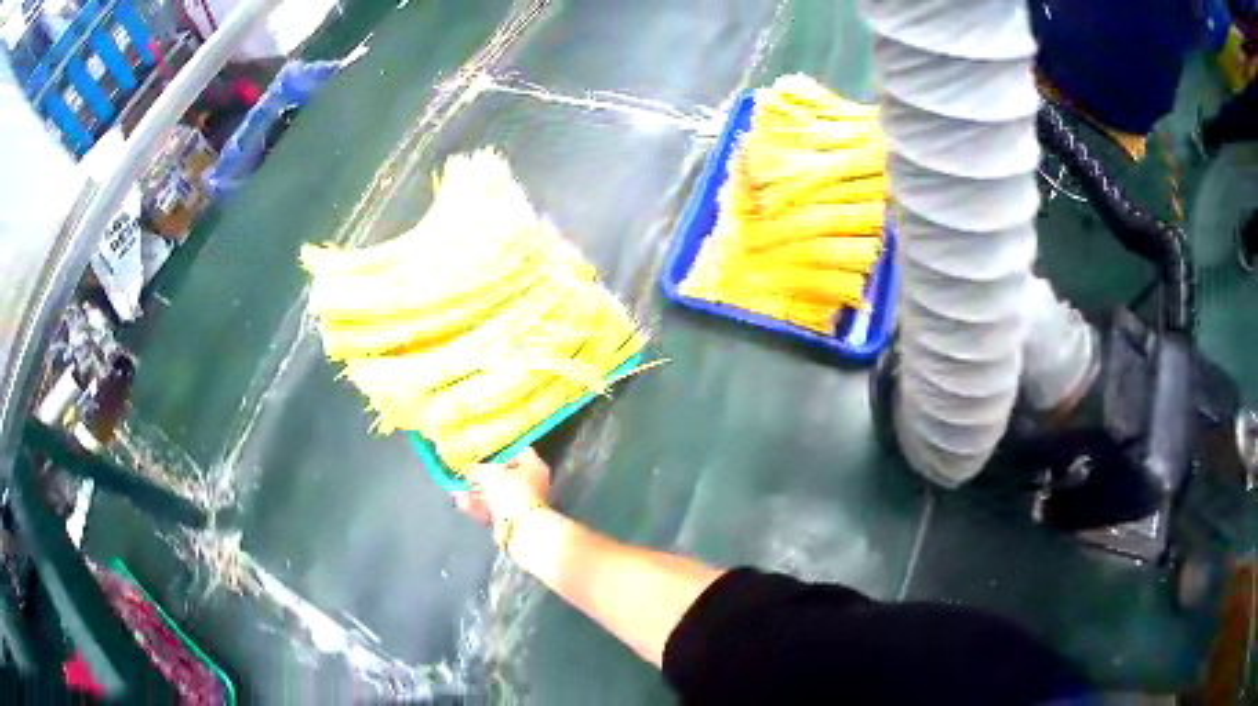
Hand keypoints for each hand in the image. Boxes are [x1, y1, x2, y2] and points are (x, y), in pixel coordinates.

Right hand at [454, 447, 551, 538]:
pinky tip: (463, 503)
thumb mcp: (489, 474)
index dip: (498, 451)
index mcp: (534, 466)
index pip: (517, 451)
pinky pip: (494, 509)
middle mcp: (532, 484)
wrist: (522, 530)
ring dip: (477, 493)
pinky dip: (479, 507)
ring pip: (496, 494)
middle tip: (467, 474)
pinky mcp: (514, 519)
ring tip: (459, 490)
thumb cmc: (513, 495)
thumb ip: (477, 469)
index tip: (483, 452)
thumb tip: (471, 470)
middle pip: (504, 475)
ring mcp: (523, 503)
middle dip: (483, 476)